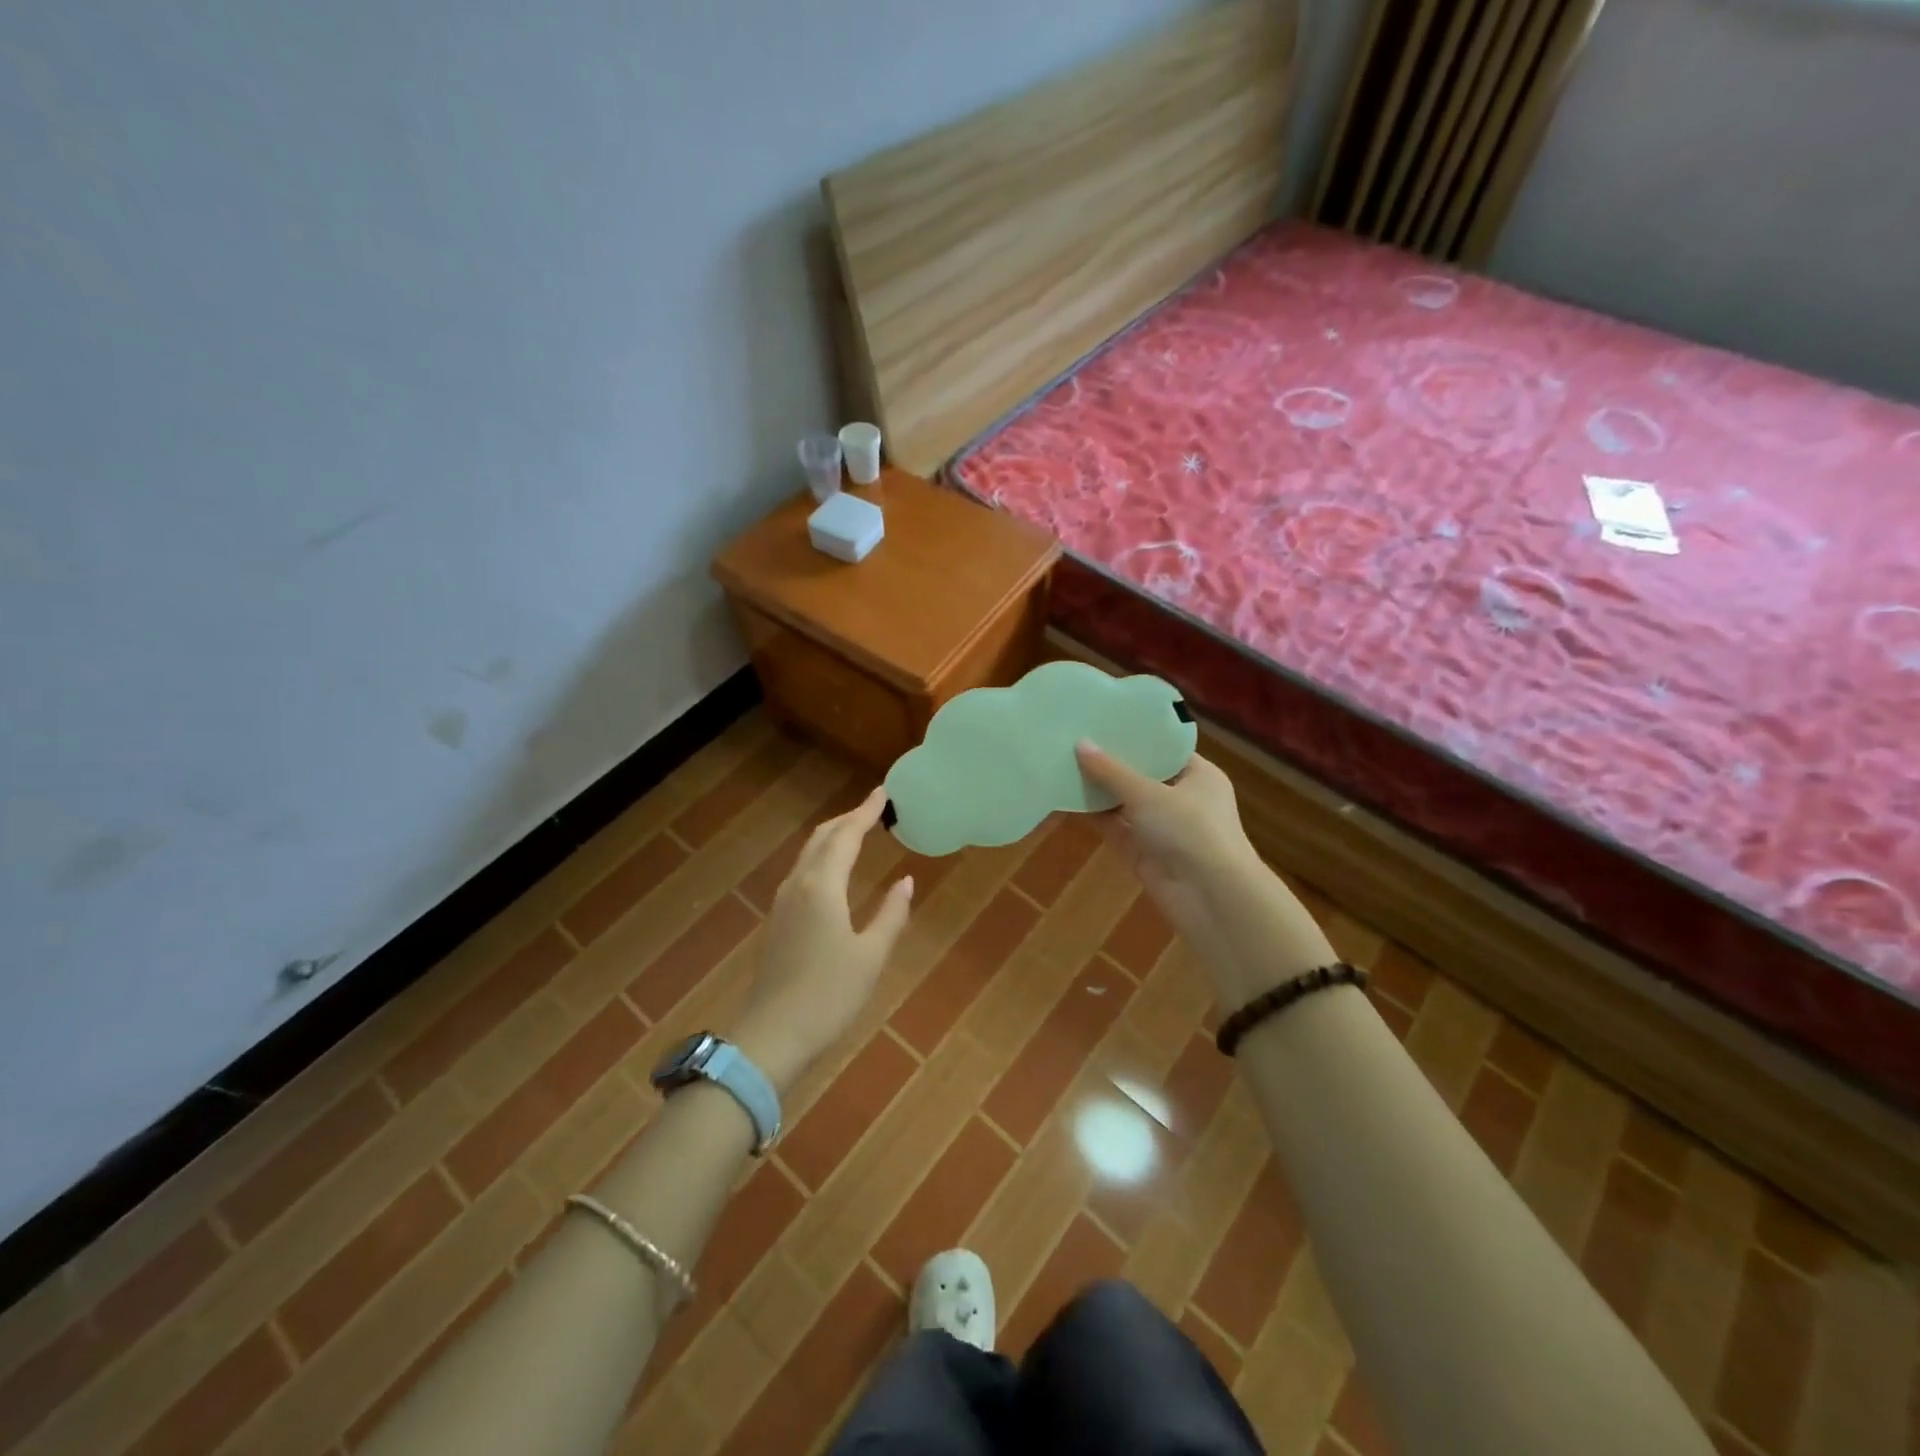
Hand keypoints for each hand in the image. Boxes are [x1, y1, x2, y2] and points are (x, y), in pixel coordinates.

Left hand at [730, 786, 913, 1093]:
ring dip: (832, 837)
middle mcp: (798, 885)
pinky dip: (822, 857)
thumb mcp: (871, 956)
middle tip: (873, 810)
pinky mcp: (777, 921)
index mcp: (822, 887)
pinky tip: (833, 872)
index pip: (846, 836)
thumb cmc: (828, 995)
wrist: (772, 1036)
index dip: (865, 812)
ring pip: (808, 854)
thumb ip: (891, 914)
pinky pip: (802, 872)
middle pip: (822, 838)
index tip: (882, 793)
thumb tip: (906, 881)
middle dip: (847, 819)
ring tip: (856, 833)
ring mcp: (782, 903)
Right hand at [1075, 741, 1257, 929]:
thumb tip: (1080, 743)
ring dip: (1099, 789)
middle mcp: (1183, 799)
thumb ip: (1111, 771)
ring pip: (1125, 803)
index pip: (1165, 749)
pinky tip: (1066, 797)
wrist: (1210, 897)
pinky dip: (1095, 815)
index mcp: (1199, 776)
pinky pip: (1116, 828)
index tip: (1104, 720)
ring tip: (1064, 762)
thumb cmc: (1190, 830)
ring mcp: (1163, 828)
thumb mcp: (1148, 794)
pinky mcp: (1144, 852)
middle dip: (1111, 763)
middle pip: (1142, 776)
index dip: (1136, 736)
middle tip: (1076, 737)